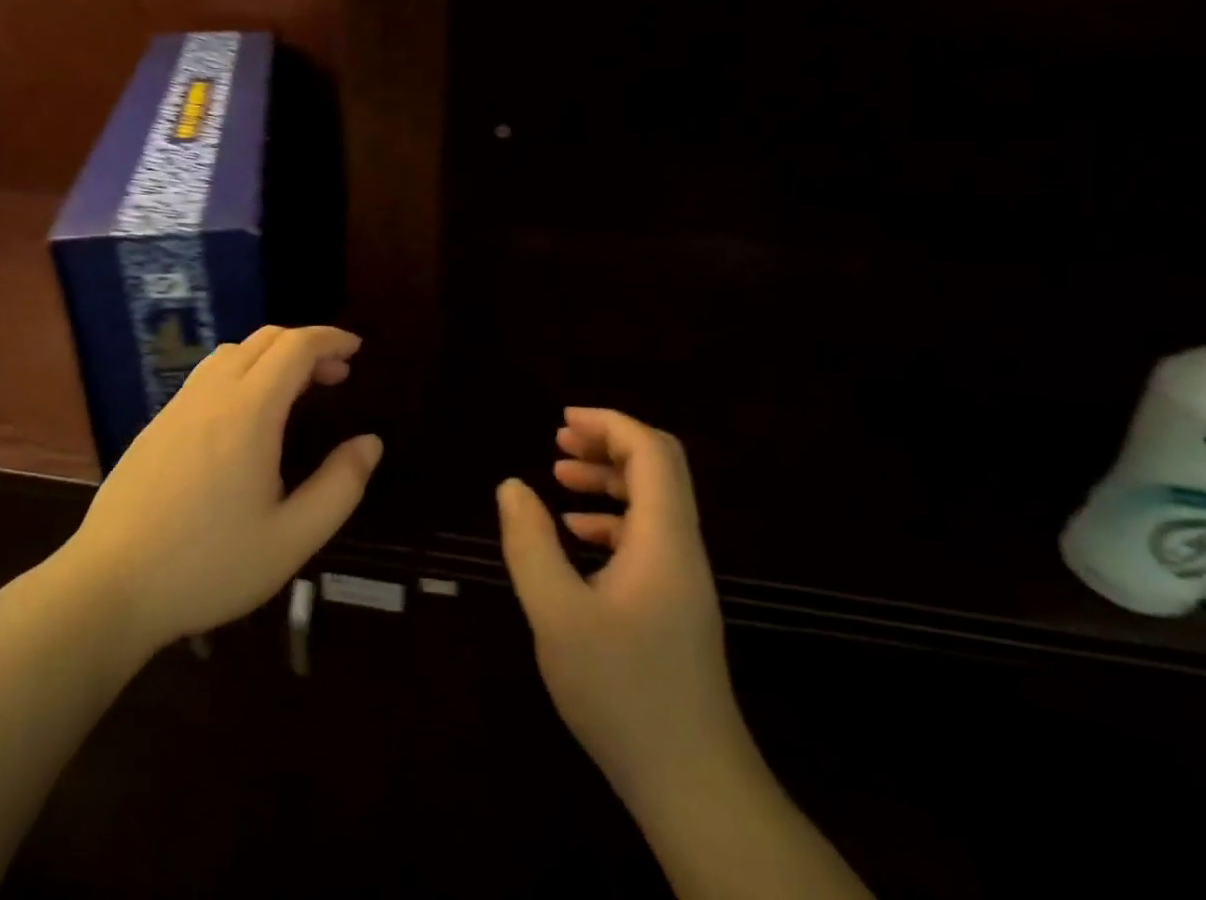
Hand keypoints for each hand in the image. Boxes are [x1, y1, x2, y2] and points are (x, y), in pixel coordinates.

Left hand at [60, 325, 381, 651]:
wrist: (107, 588)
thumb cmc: (207, 566)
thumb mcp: (291, 539)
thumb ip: (339, 487)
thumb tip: (370, 442)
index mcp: (248, 412)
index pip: (295, 346)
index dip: (330, 339)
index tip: (357, 349)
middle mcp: (212, 394)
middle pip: (265, 339)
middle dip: (307, 345)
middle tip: (336, 375)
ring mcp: (178, 405)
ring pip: (233, 352)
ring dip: (272, 355)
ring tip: (295, 390)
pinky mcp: (156, 424)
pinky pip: (207, 374)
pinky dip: (242, 371)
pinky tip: (246, 414)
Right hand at [496, 407, 752, 803]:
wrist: (693, 786)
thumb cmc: (622, 692)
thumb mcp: (557, 614)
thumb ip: (529, 543)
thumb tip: (511, 485)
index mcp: (663, 538)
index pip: (651, 451)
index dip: (610, 423)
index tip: (562, 420)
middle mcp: (681, 548)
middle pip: (658, 468)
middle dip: (608, 443)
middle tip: (559, 440)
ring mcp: (683, 579)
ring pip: (653, 503)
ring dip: (609, 479)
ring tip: (560, 476)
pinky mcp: (676, 607)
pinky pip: (647, 539)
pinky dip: (611, 521)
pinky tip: (575, 537)